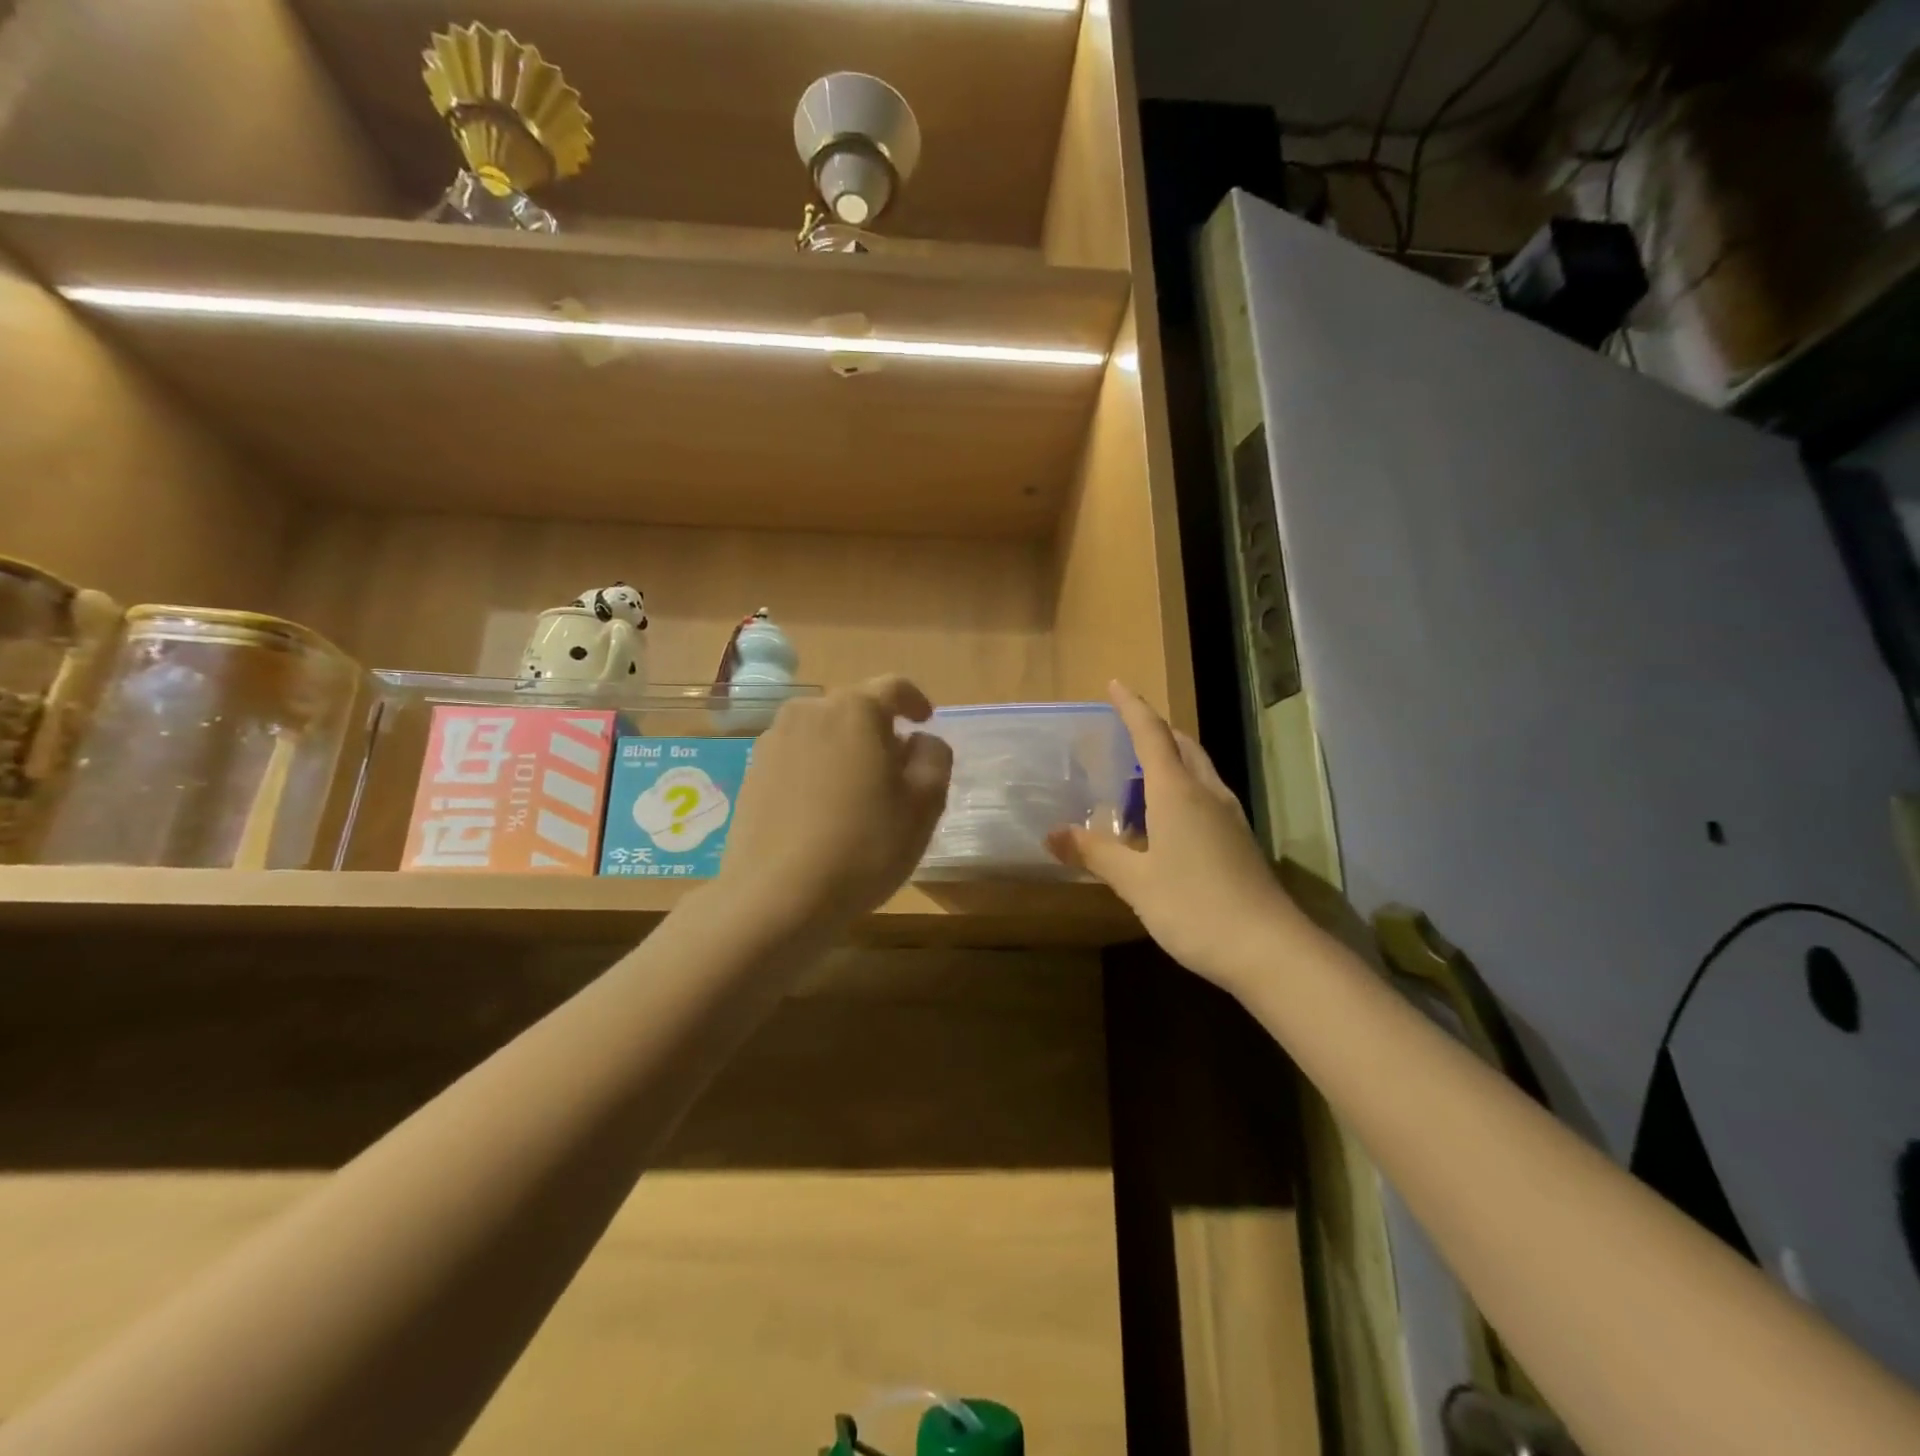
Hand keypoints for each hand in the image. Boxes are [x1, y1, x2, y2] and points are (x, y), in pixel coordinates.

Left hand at [719, 676, 952, 934]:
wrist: (776, 897)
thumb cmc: (863, 847)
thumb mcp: (924, 805)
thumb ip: (934, 758)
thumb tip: (917, 742)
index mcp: (855, 710)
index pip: (894, 688)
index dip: (915, 701)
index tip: (925, 721)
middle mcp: (809, 712)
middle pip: (855, 709)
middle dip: (880, 731)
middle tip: (897, 770)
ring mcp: (773, 741)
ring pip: (823, 733)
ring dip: (846, 751)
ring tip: (858, 793)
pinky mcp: (752, 773)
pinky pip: (797, 757)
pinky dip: (817, 770)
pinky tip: (823, 810)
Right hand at [1048, 682, 1306, 985]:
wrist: (1269, 949)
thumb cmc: (1194, 906)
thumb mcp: (1135, 881)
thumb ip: (1095, 853)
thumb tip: (1053, 834)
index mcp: (1177, 792)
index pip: (1151, 735)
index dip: (1131, 707)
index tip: (1115, 684)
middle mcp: (1207, 794)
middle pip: (1181, 745)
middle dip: (1154, 730)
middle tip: (1126, 729)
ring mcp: (1229, 817)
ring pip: (1198, 770)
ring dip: (1171, 758)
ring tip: (1141, 771)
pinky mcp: (1239, 840)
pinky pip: (1206, 795)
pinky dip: (1183, 788)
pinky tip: (1168, 817)